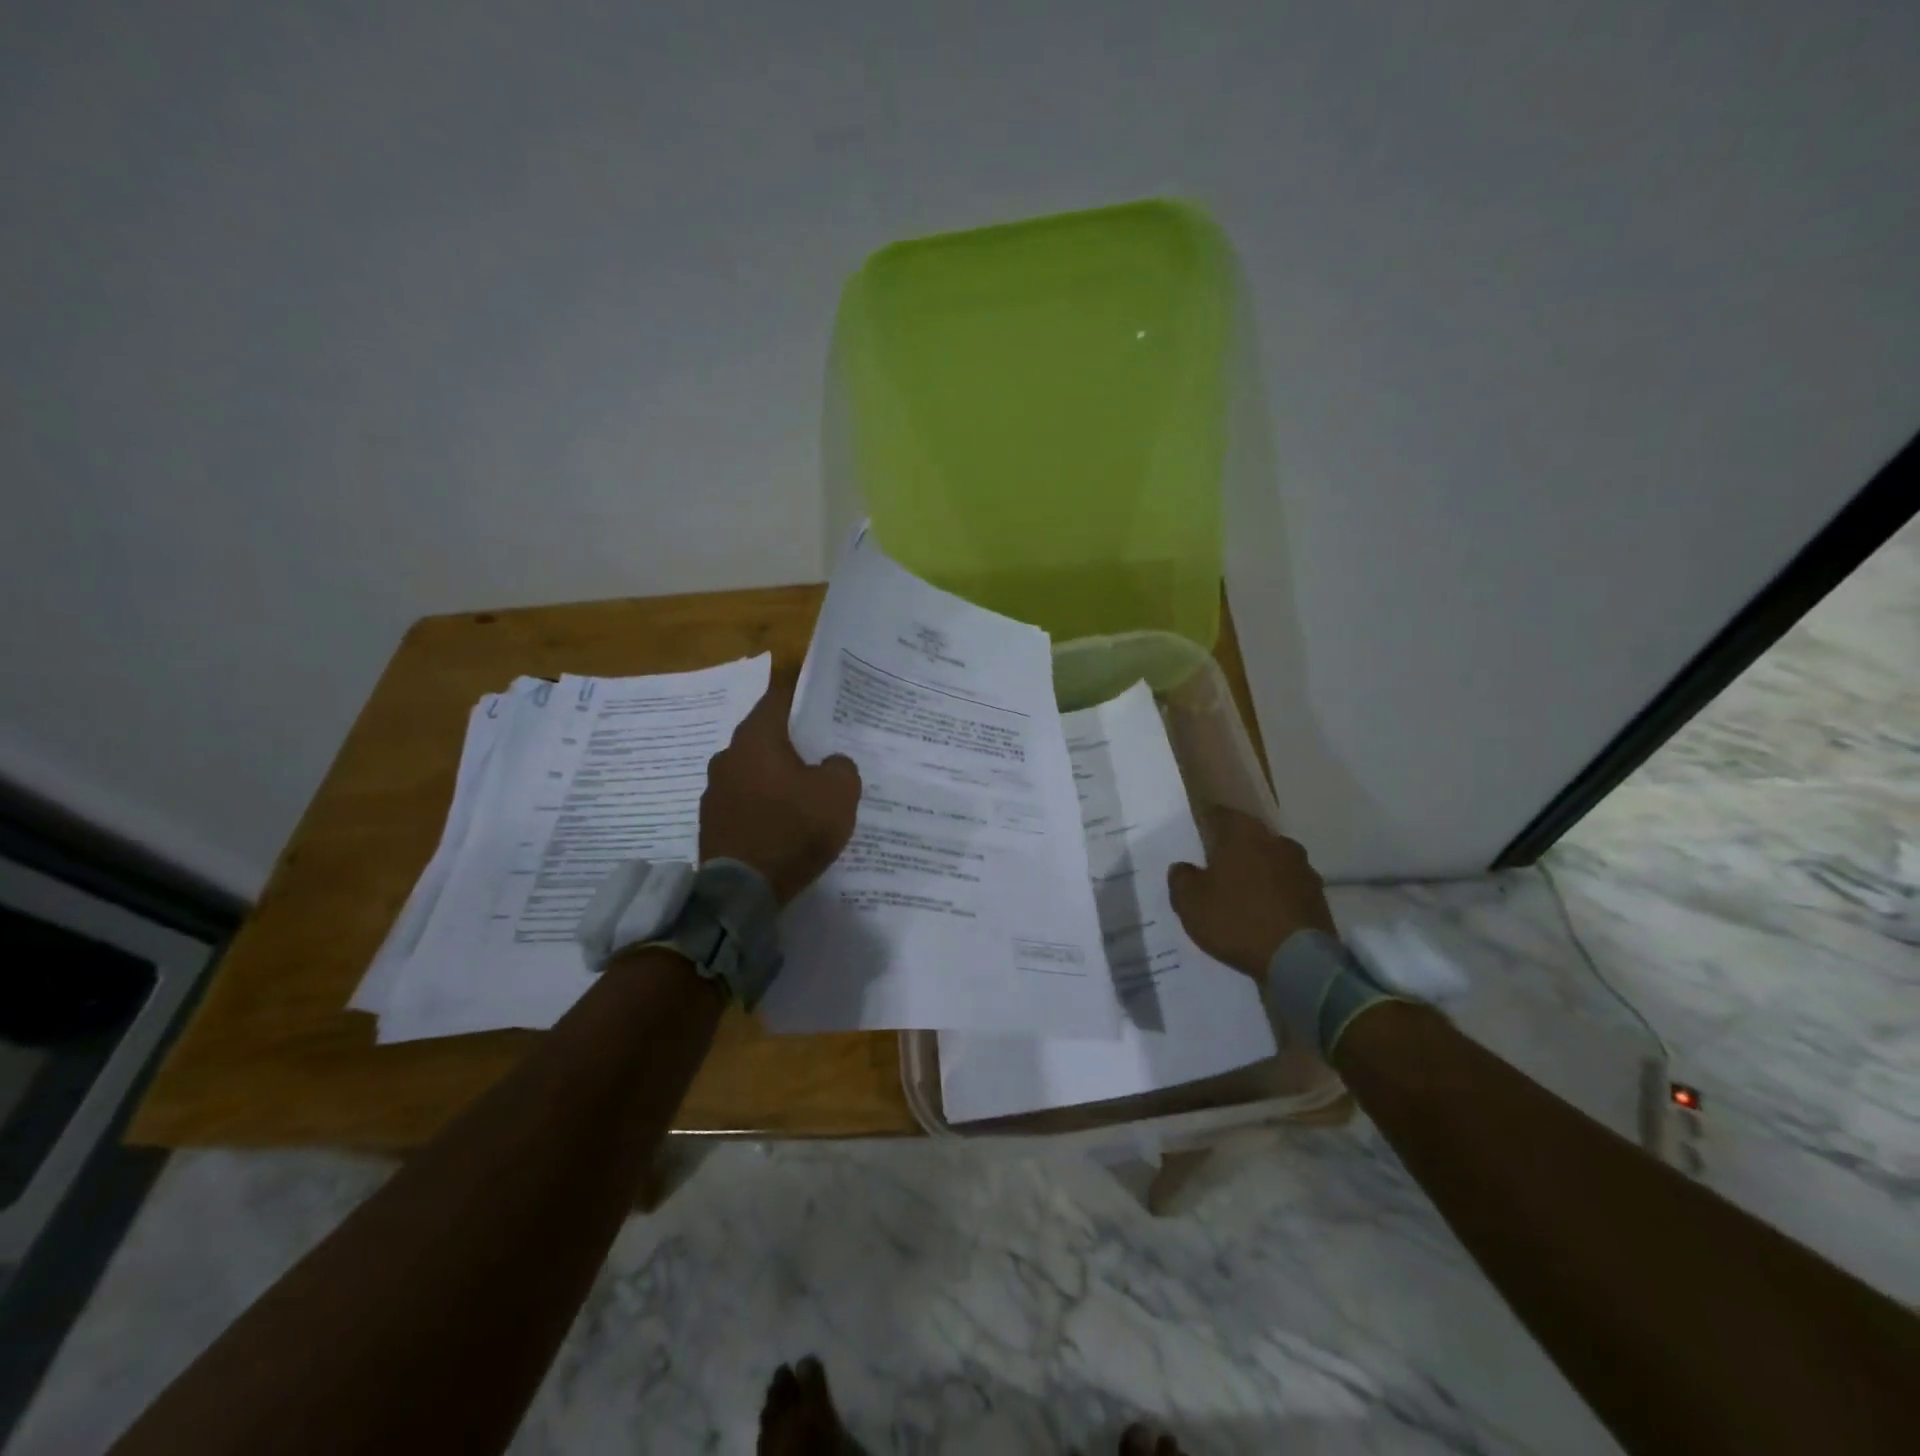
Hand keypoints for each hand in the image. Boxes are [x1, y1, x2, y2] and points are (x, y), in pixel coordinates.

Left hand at [700, 677, 860, 905]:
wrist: (743, 892)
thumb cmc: (793, 829)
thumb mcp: (839, 793)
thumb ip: (841, 767)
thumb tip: (830, 763)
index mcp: (756, 738)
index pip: (778, 699)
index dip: (800, 697)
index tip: (819, 701)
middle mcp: (727, 756)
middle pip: (763, 737)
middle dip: (789, 743)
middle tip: (817, 753)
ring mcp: (713, 791)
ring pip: (751, 771)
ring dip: (772, 778)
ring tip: (800, 794)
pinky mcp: (710, 823)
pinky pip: (743, 802)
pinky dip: (761, 806)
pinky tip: (780, 823)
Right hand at [1167, 809, 1334, 975]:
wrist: (1299, 960)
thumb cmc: (1236, 920)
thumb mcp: (1190, 902)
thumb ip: (1181, 878)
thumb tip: (1183, 867)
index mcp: (1244, 833)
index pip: (1220, 815)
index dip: (1205, 824)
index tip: (1196, 837)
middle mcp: (1277, 841)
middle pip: (1248, 838)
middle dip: (1233, 851)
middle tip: (1215, 870)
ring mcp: (1302, 868)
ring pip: (1270, 862)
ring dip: (1257, 873)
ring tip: (1241, 896)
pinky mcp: (1318, 896)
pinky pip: (1287, 887)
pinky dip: (1274, 895)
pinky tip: (1263, 914)